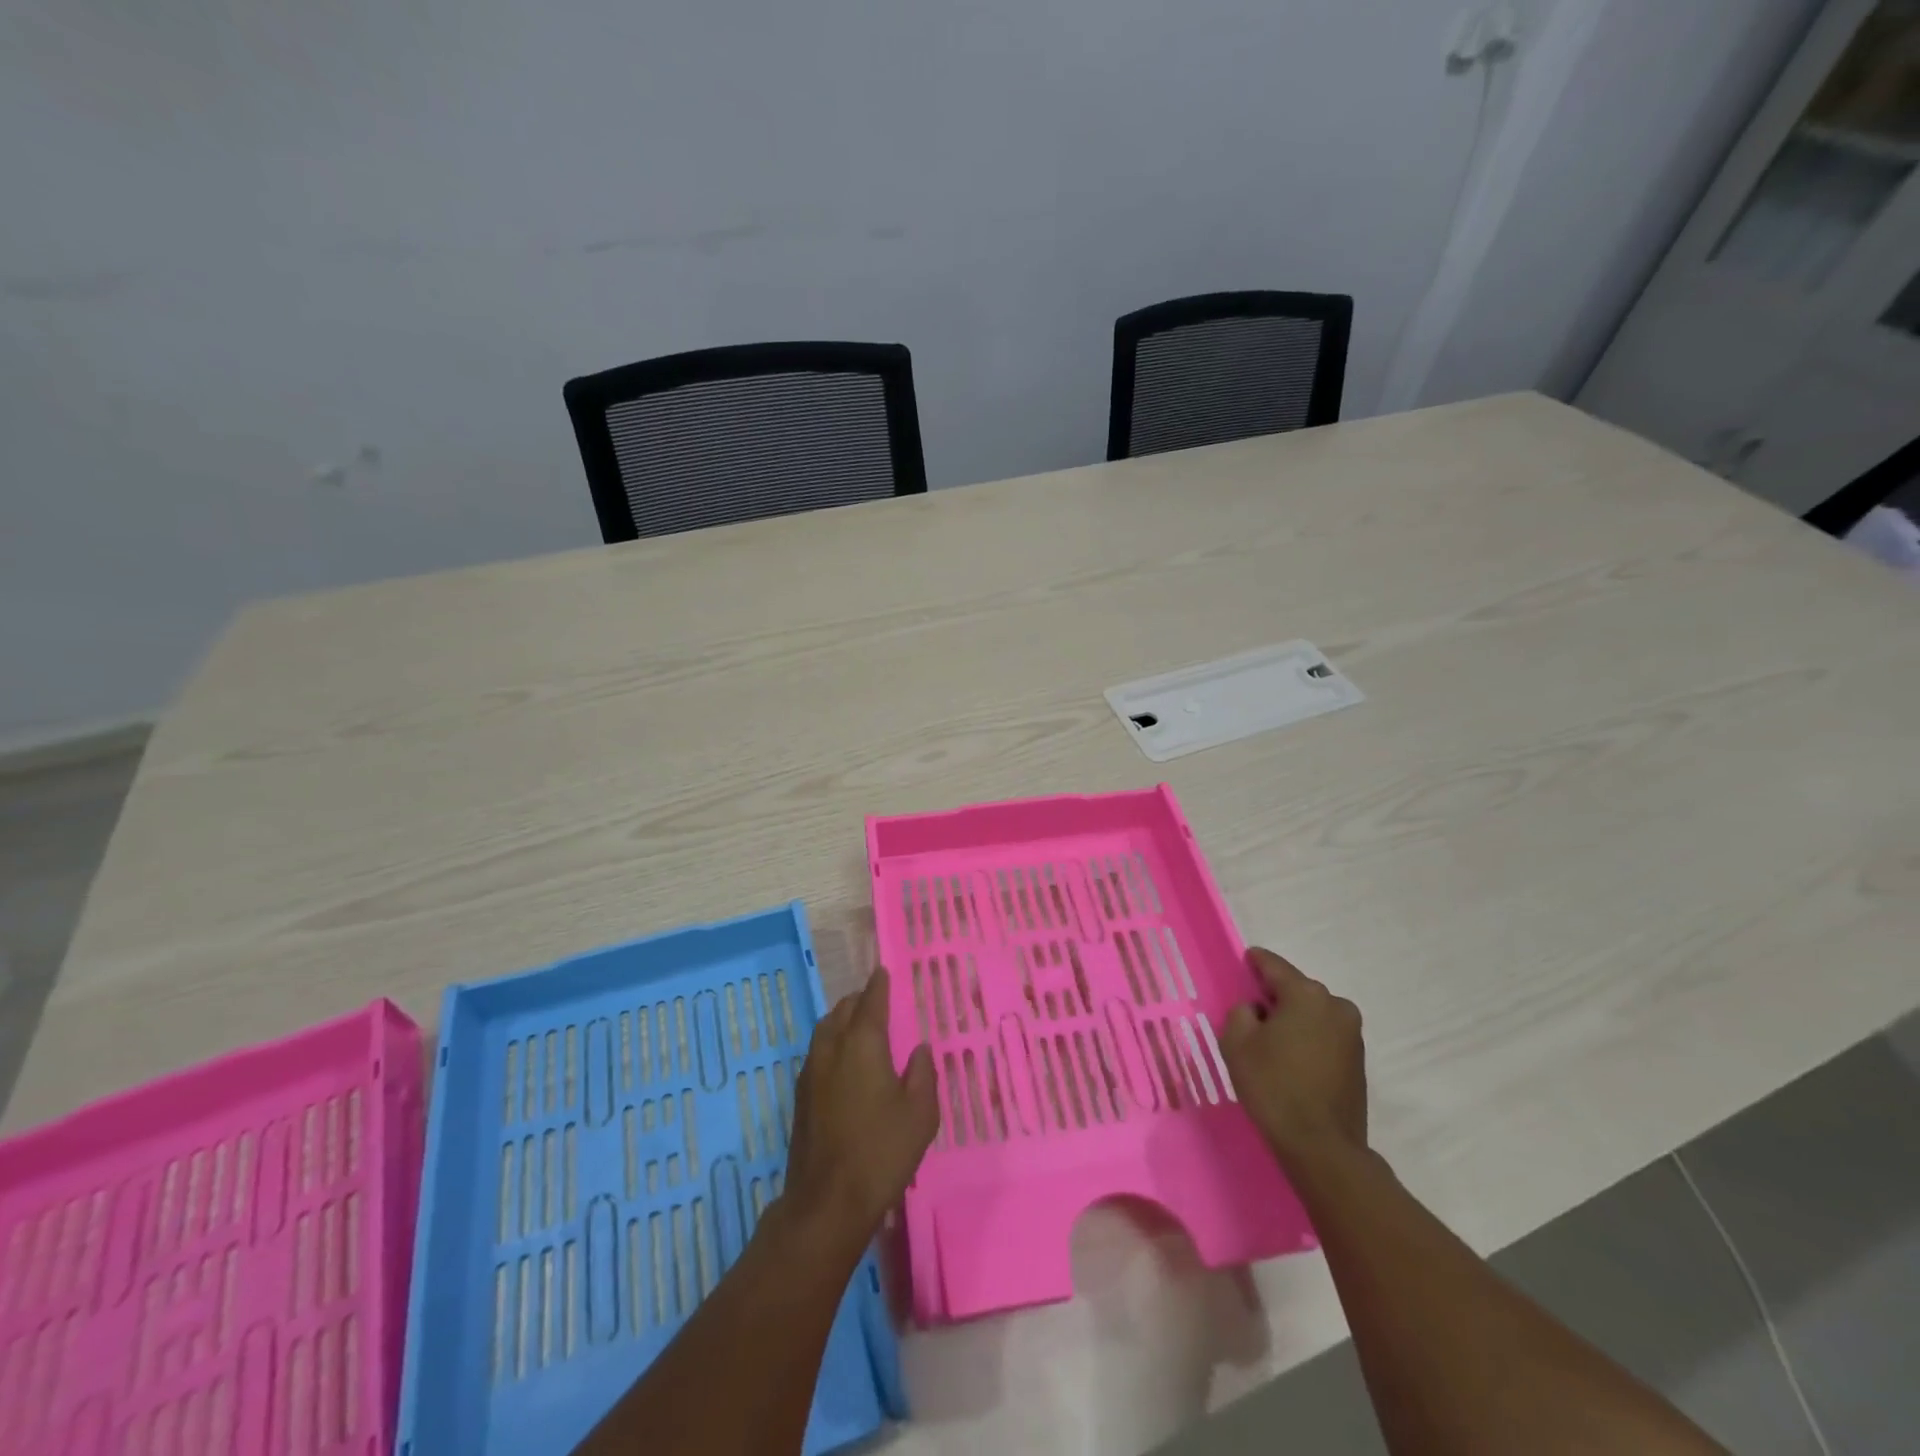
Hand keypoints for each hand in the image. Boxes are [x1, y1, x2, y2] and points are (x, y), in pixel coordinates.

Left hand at [780, 968, 937, 1255]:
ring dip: (841, 1019)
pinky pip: (817, 1051)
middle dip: (859, 1000)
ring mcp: (811, 1072)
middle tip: (876, 1000)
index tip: (884, 971)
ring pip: (825, 1029)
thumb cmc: (882, 1151)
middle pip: (843, 1010)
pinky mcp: (800, 1096)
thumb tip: (919, 1049)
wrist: (827, 1201)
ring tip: (859, 1026)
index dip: (879, 985)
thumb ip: (922, 1073)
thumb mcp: (920, 1113)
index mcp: (862, 1043)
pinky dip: (831, 1042)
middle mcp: (832, 1048)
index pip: (870, 1001)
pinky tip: (843, 1062)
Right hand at [1221, 947, 1366, 1172]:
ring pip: (1312, 1013)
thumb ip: (1241, 1012)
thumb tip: (1256, 1011)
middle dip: (1274, 996)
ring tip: (1269, 1041)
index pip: (1274, 966)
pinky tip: (1290, 1060)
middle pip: (1296, 989)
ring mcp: (1352, 1034)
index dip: (1255, 962)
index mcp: (1306, 994)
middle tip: (1250, 1012)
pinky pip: (1324, 1035)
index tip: (1245, 960)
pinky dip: (1307, 1038)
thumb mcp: (1237, 1043)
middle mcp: (1335, 1006)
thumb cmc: (1274, 1086)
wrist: (1321, 1147)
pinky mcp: (1358, 1060)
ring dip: (1292, 1019)